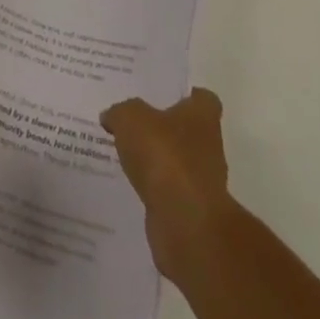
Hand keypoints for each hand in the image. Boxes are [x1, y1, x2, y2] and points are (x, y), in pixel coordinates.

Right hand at [100, 88, 233, 282]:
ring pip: (175, 162)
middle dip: (163, 128)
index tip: (160, 95)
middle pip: (186, 130)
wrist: (185, 223)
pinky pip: (167, 191)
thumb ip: (120, 112)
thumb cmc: (164, 156)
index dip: (184, 95)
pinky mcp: (190, 211)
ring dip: (156, 161)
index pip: (202, 98)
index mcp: (202, 116)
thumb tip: (111, 116)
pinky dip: (153, 188)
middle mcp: (208, 146)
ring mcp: (201, 181)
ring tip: (124, 153)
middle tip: (132, 121)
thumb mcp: (130, 118)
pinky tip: (129, 184)